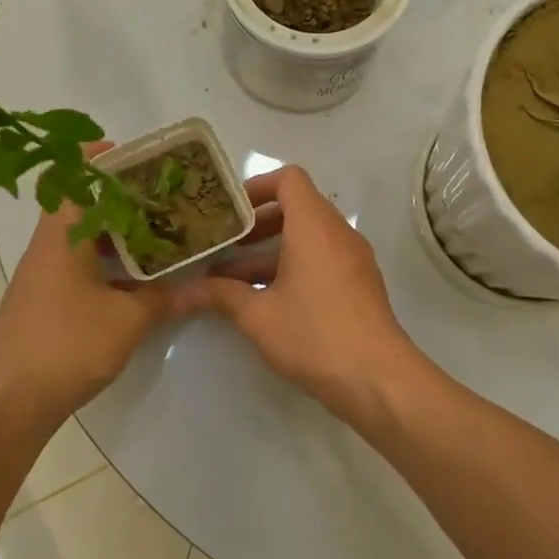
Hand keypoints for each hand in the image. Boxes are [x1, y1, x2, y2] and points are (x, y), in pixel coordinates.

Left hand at [0, 144, 177, 426]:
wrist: (10, 400)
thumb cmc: (67, 345)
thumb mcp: (128, 320)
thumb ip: (162, 297)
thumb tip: (194, 286)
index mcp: (62, 238)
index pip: (72, 180)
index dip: (97, 160)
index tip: (130, 155)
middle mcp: (48, 248)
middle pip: (79, 205)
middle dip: (117, 196)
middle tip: (158, 196)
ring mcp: (42, 276)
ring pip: (80, 238)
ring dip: (113, 232)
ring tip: (155, 232)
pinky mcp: (44, 302)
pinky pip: (77, 265)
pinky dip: (105, 261)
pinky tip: (135, 278)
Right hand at [172, 165, 421, 424]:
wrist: (378, 379)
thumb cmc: (315, 335)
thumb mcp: (258, 316)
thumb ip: (219, 296)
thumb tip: (180, 293)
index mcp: (314, 226)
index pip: (288, 179)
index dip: (255, 186)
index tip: (228, 212)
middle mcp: (338, 233)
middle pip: (296, 208)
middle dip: (256, 225)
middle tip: (223, 245)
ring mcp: (353, 259)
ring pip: (307, 238)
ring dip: (270, 252)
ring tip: (232, 279)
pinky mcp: (359, 284)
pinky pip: (322, 259)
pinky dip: (293, 267)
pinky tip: (265, 300)